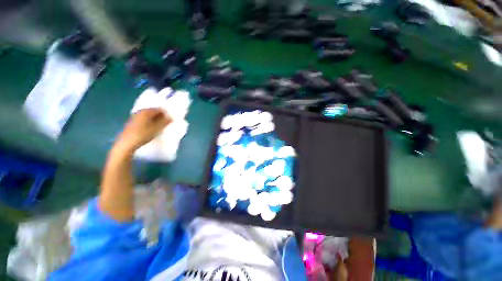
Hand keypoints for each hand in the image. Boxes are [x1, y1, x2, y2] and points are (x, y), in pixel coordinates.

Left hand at [114, 108, 171, 154]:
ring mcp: (135, 117)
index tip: (171, 120)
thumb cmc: (143, 135)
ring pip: (149, 116)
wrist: (126, 144)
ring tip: (160, 127)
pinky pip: (144, 120)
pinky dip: (150, 122)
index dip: (166, 114)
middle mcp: (140, 111)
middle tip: (167, 123)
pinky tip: (152, 129)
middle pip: (153, 112)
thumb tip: (171, 118)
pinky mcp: (132, 123)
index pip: (159, 109)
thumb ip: (164, 122)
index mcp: (146, 111)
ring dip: (155, 120)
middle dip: (161, 116)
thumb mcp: (157, 129)